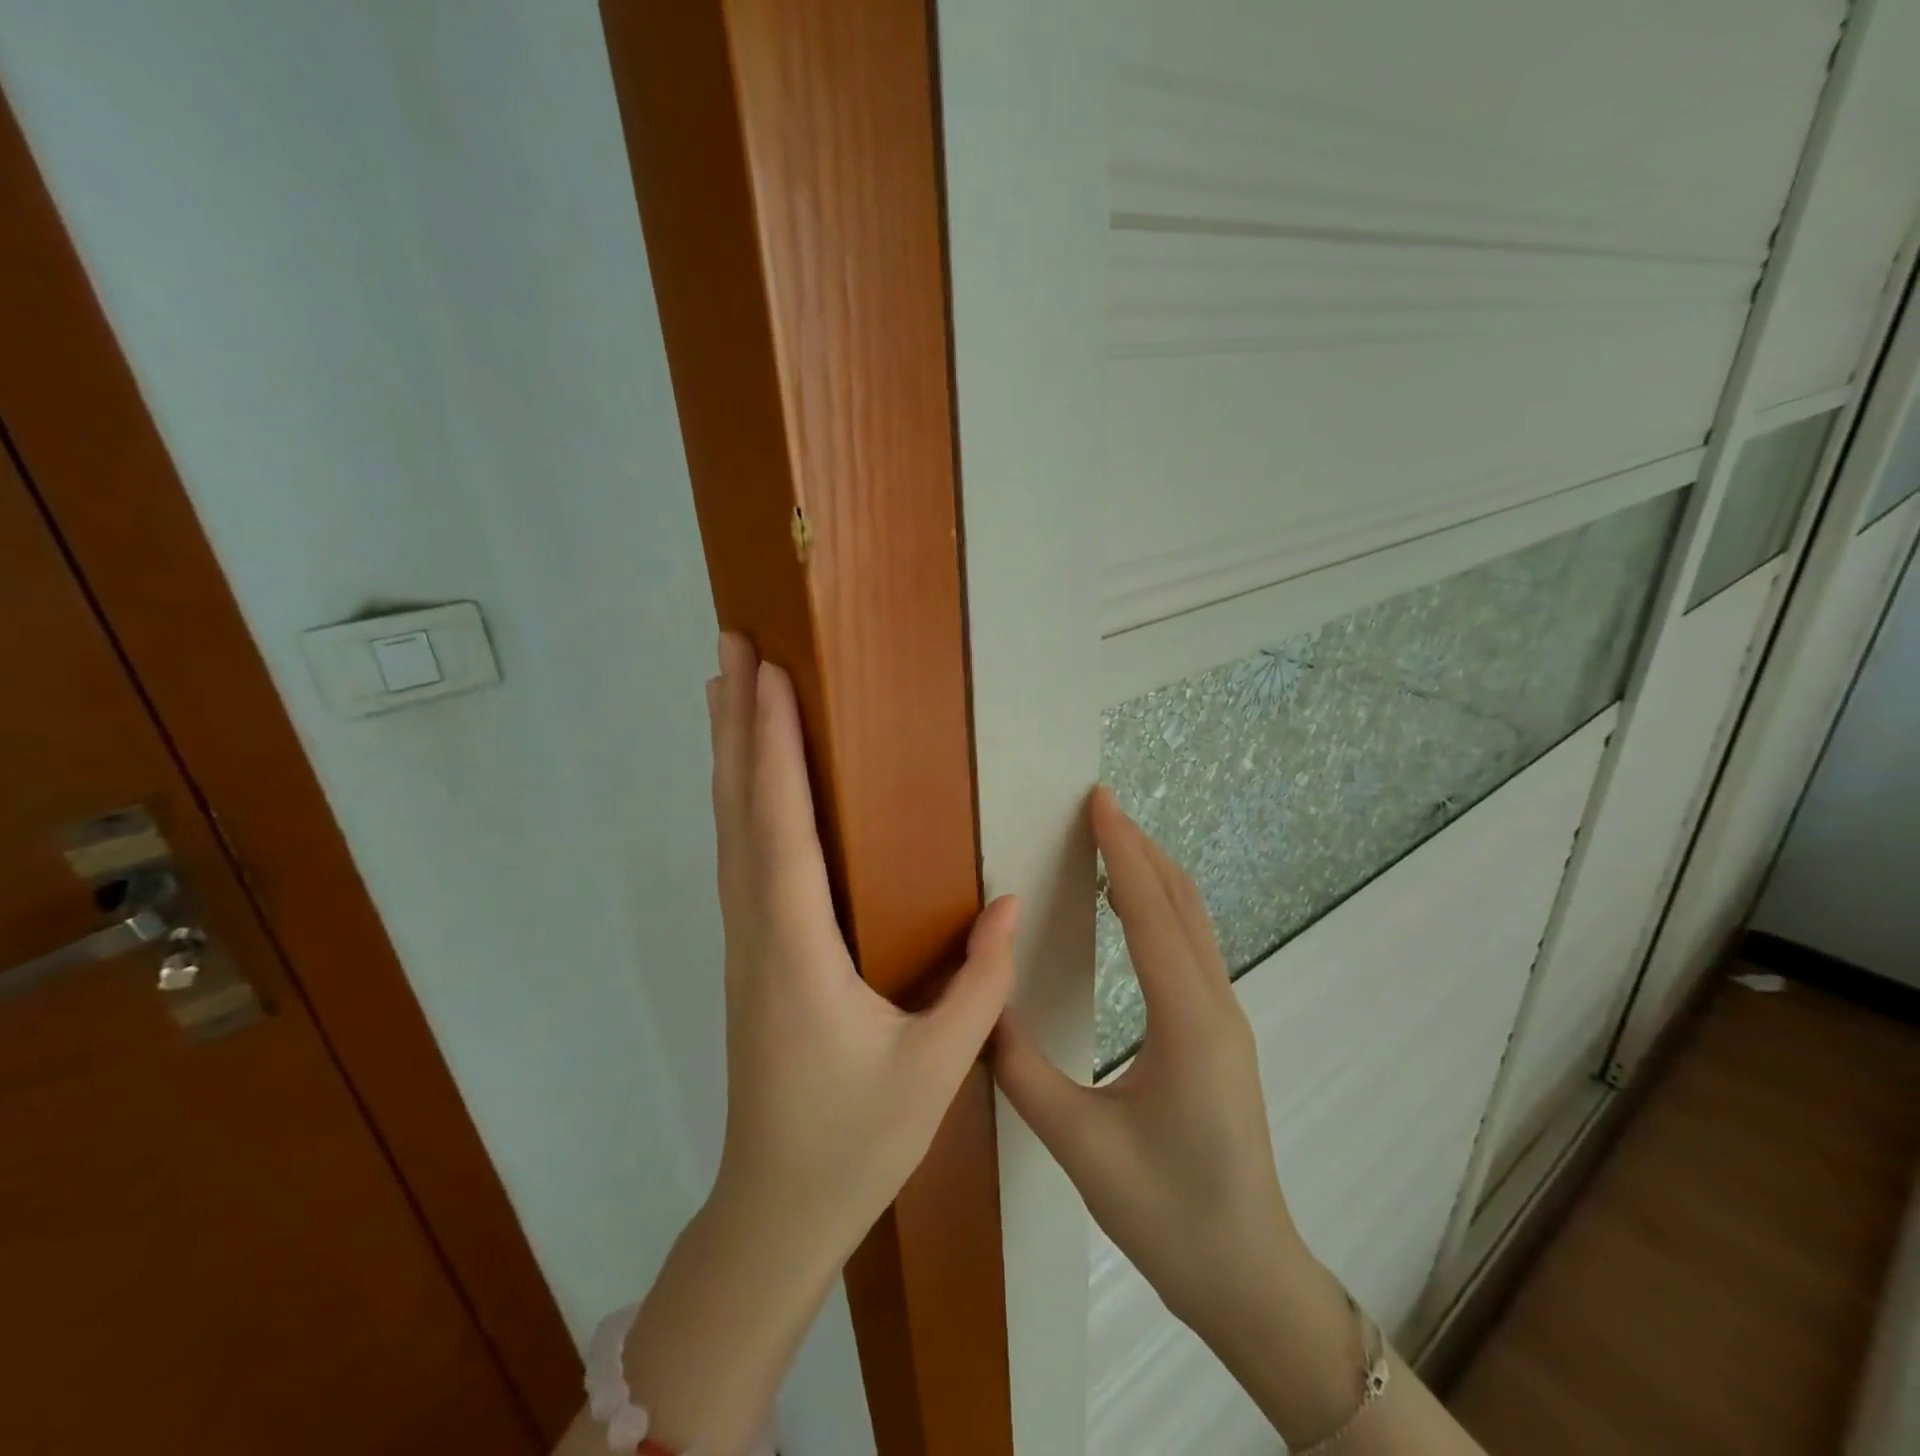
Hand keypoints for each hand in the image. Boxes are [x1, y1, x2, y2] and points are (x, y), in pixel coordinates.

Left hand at [705, 632, 1016, 1264]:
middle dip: (737, 722)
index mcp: (797, 948)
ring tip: (726, 689)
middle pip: (740, 807)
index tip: (770, 674)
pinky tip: (748, 781)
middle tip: (731, 646)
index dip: (776, 744)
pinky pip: (740, 856)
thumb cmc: (854, 1141)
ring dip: (730, 753)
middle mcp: (757, 929)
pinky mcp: (750, 952)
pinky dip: (741, 799)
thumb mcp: (936, 1067)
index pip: (782, 825)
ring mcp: (746, 940)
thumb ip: (977, 982)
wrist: (775, 1209)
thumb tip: (1006, 902)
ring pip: (730, 827)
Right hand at [991, 788, 1314, 1342]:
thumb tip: (983, 1004)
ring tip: (1111, 842)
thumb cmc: (1166, 1215)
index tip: (1099, 801)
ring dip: (1154, 873)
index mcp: (1187, 1023)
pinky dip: (1162, 906)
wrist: (1249, 1276)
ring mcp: (1226, 1018)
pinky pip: (1194, 946)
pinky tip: (1132, 909)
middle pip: (1180, 902)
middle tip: (1098, 807)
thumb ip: (1022, 1068)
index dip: (1120, 851)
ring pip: (1194, 921)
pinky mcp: (1221, 1033)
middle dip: (1139, 847)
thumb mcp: (1079, 1145)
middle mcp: (1215, 1005)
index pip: (1148, 911)